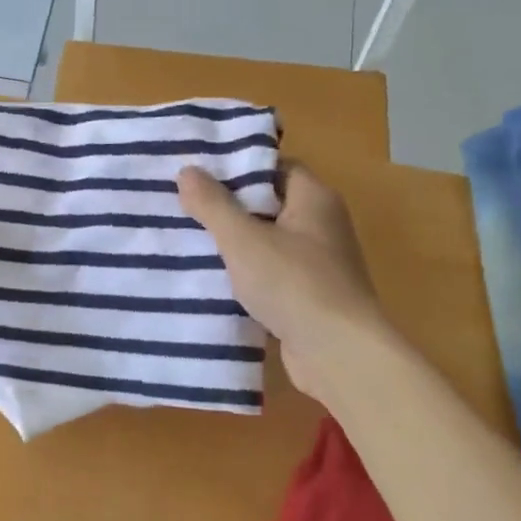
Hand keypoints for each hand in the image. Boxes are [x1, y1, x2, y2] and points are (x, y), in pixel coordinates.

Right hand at [177, 163, 379, 395]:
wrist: (338, 353)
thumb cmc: (293, 284)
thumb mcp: (244, 240)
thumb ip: (213, 205)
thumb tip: (187, 171)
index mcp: (315, 199)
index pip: (275, 167)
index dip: (238, 168)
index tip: (199, 175)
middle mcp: (322, 225)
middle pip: (268, 205)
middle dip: (228, 208)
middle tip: (182, 207)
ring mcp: (317, 264)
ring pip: (267, 243)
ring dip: (234, 246)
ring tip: (188, 243)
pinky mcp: (308, 297)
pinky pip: (270, 276)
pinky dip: (245, 277)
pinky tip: (211, 282)